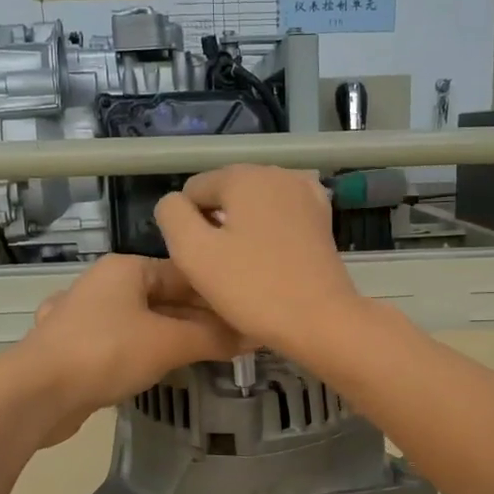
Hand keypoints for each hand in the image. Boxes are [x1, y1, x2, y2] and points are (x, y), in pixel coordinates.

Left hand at [10, 253, 244, 444]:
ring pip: (144, 322)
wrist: (36, 393)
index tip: (249, 315)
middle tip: (237, 341)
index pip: (186, 272)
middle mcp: (106, 285)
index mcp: (127, 268)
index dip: (220, 294)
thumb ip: (213, 338)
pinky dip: (146, 352)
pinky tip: (160, 368)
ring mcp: (87, 316)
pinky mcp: (77, 348)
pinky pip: (123, 343)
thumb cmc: (106, 353)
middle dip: (199, 319)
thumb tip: (255, 335)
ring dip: (175, 337)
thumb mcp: (169, 343)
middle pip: (166, 297)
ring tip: (209, 355)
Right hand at [153, 165, 365, 357]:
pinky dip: (269, 233)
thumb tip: (174, 203)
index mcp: (244, 175)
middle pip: (225, 195)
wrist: (321, 321)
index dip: (187, 227)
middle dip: (217, 226)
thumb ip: (172, 215)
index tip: (203, 261)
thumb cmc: (253, 288)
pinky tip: (272, 260)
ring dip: (242, 231)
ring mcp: (305, 193)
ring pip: (252, 207)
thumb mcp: (193, 252)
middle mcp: (277, 172)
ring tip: (248, 269)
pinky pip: (279, 218)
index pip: (193, 190)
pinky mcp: (321, 218)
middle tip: (224, 270)